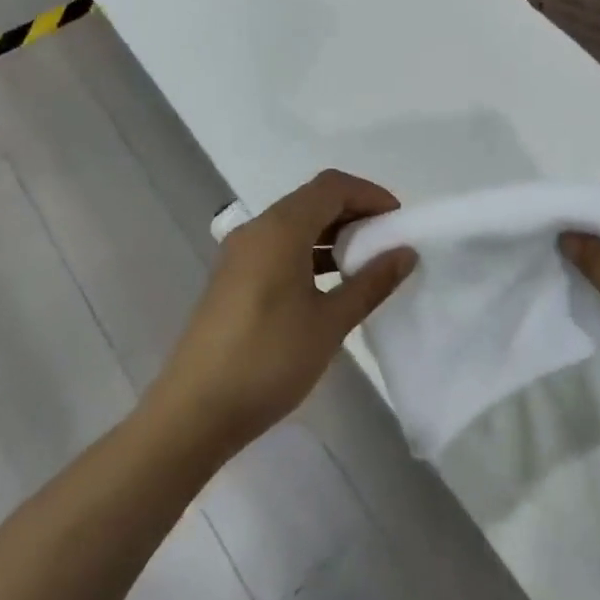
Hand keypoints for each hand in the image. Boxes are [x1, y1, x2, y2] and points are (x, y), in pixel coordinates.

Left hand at [151, 170, 415, 458]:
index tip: (397, 221)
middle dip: (353, 212)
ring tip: (364, 264)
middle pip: (312, 200)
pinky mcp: (233, 279)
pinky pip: (279, 246)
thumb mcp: (330, 322)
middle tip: (386, 241)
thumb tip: (406, 252)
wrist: (193, 413)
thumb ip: (371, 282)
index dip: (369, 194)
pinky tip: (328, 284)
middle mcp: (257, 230)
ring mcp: (240, 254)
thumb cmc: (268, 360)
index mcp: (280, 229)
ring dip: (332, 234)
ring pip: (295, 224)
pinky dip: (309, 252)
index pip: (332, 187)